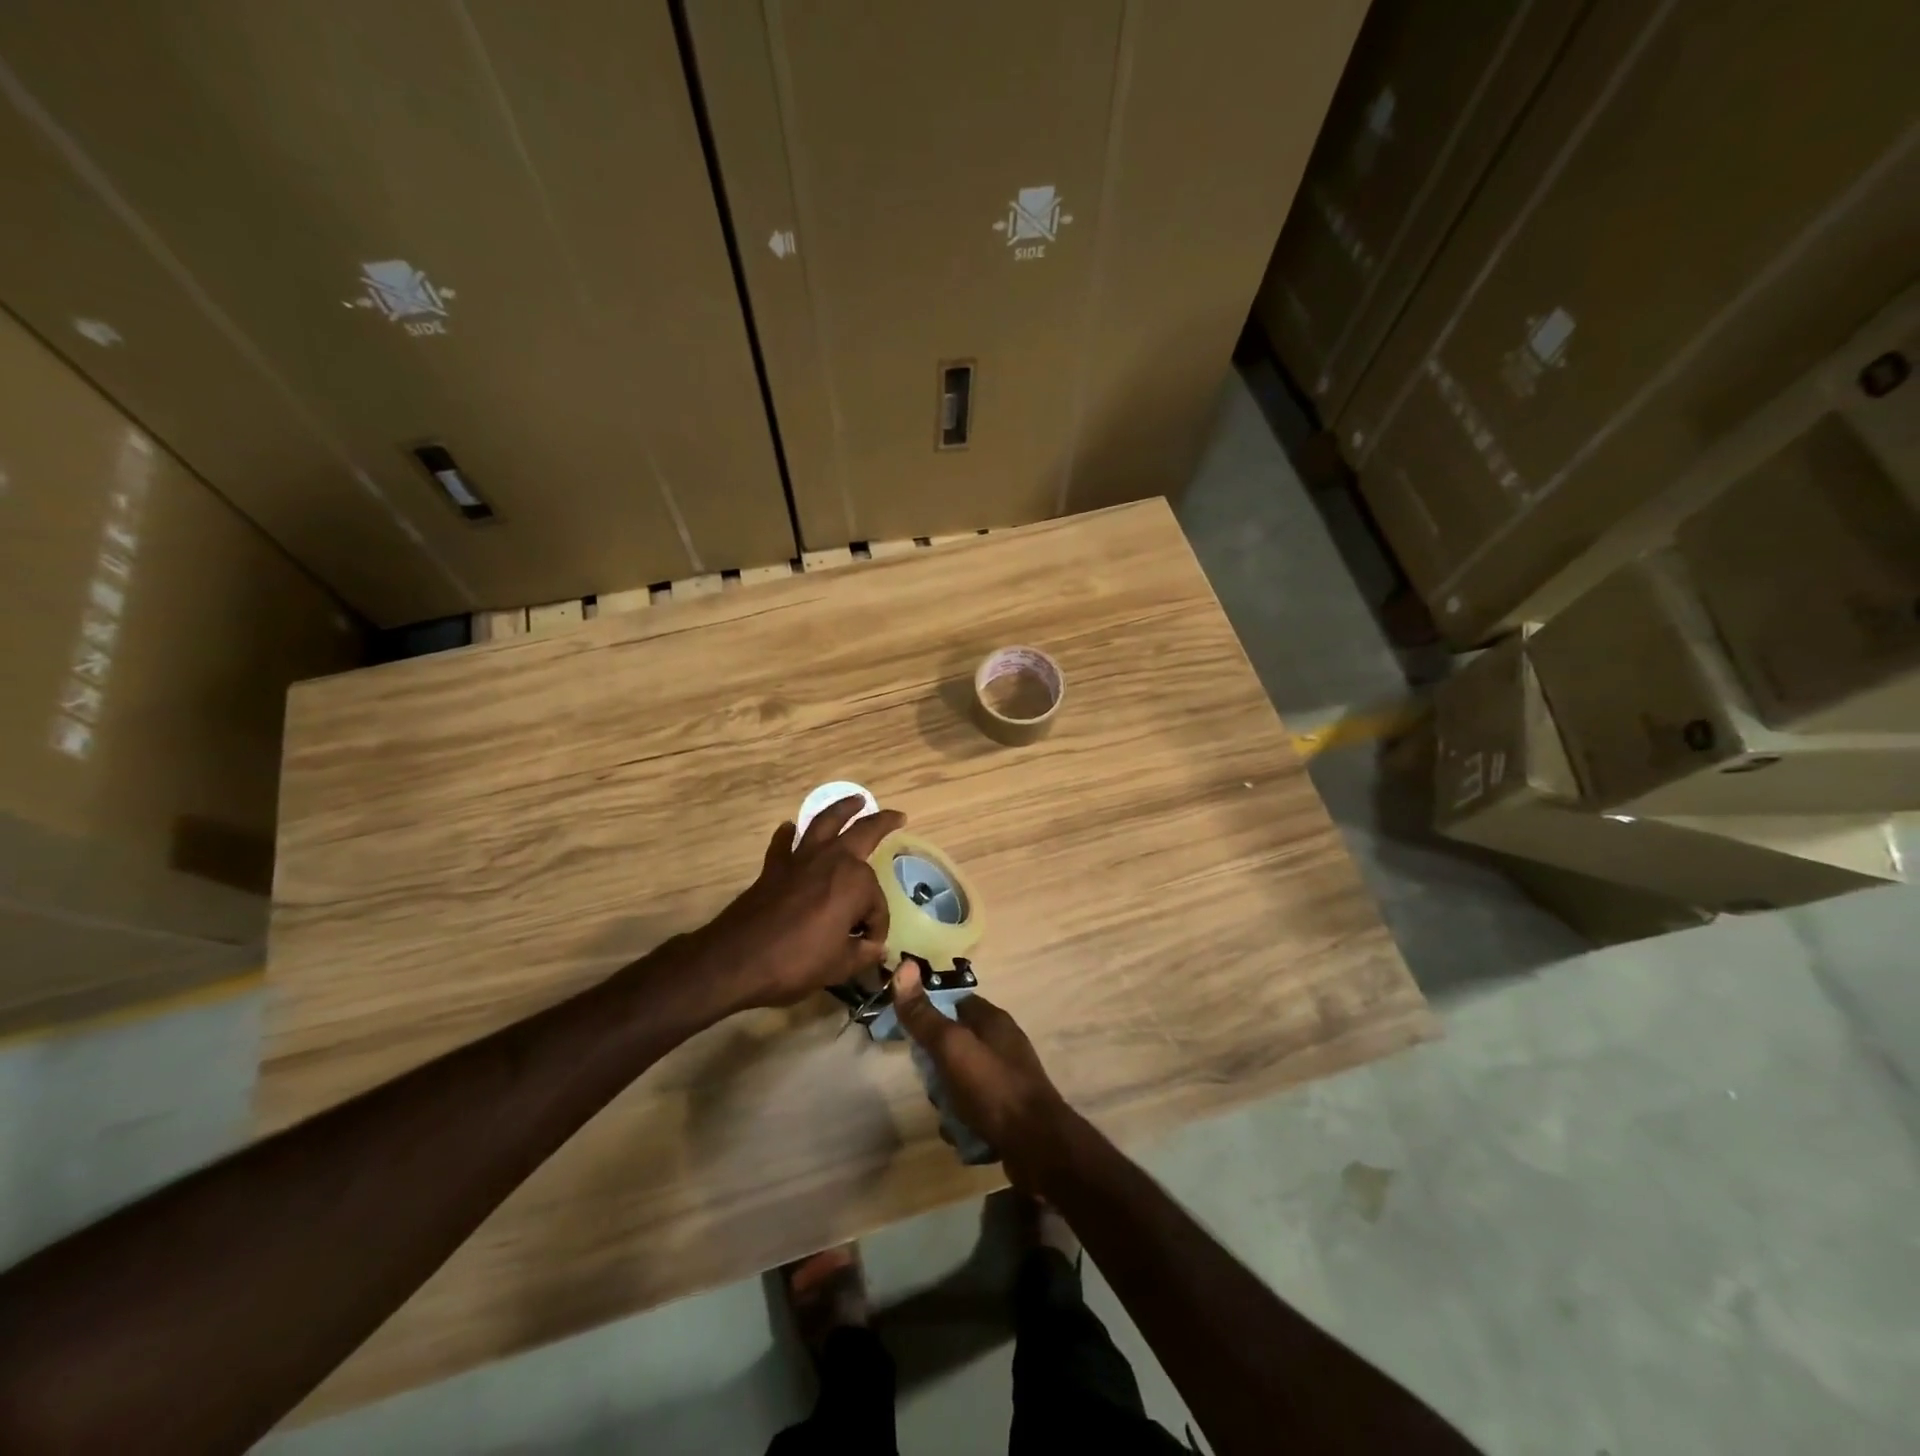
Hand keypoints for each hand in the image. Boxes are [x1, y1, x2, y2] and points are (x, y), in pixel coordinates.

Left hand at [689, 796, 905, 1011]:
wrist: (737, 959)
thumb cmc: (796, 962)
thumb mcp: (840, 966)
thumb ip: (863, 953)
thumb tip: (874, 947)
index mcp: (855, 882)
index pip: (877, 905)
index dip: (876, 928)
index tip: (868, 947)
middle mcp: (832, 860)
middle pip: (863, 833)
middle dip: (882, 823)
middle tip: (897, 816)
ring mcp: (800, 860)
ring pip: (825, 823)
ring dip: (842, 809)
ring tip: (855, 800)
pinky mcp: (774, 867)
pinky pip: (784, 844)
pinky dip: (788, 835)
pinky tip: (790, 828)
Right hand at [891, 961, 1076, 1190]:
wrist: (1038, 1146)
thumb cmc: (993, 1088)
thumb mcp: (952, 1047)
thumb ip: (925, 1016)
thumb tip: (904, 967)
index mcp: (993, 1020)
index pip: (954, 1003)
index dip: (929, 1014)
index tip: (909, 1034)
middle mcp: (1003, 1043)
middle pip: (955, 1044)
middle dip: (936, 1066)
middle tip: (930, 1083)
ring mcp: (1007, 1077)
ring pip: (962, 1079)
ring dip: (948, 1098)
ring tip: (946, 1114)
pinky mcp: (1009, 1109)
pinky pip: (974, 1107)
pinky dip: (964, 1120)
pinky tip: (961, 1134)